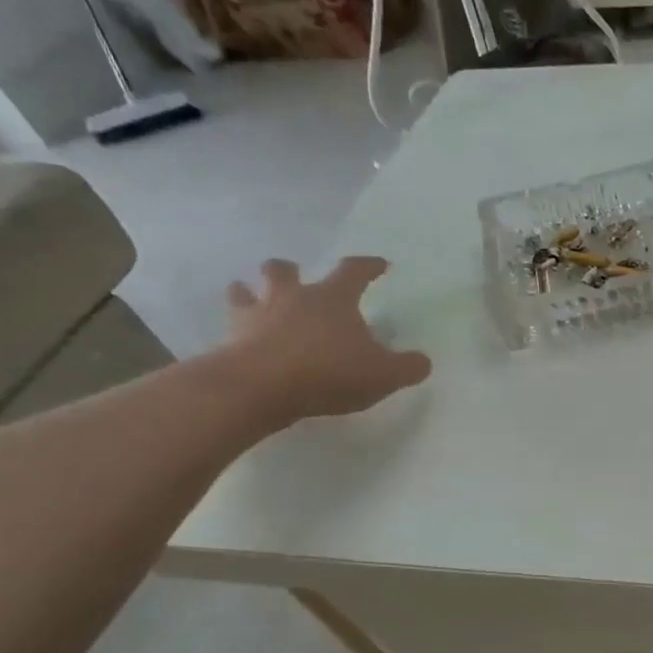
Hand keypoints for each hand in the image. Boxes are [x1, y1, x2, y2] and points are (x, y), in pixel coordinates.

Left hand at [222, 256, 430, 424]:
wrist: (260, 388)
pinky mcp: (230, 341)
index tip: (379, 265)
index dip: (369, 266)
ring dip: (250, 291)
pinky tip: (241, 341)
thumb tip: (422, 362)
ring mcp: (256, 317)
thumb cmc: (329, 372)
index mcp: (333, 299)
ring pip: (244, 291)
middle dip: (290, 270)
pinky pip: (230, 328)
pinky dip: (236, 330)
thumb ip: (408, 367)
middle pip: (284, 270)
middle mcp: (292, 298)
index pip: (354, 271)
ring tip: (254, 299)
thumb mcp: (384, 374)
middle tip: (295, 276)